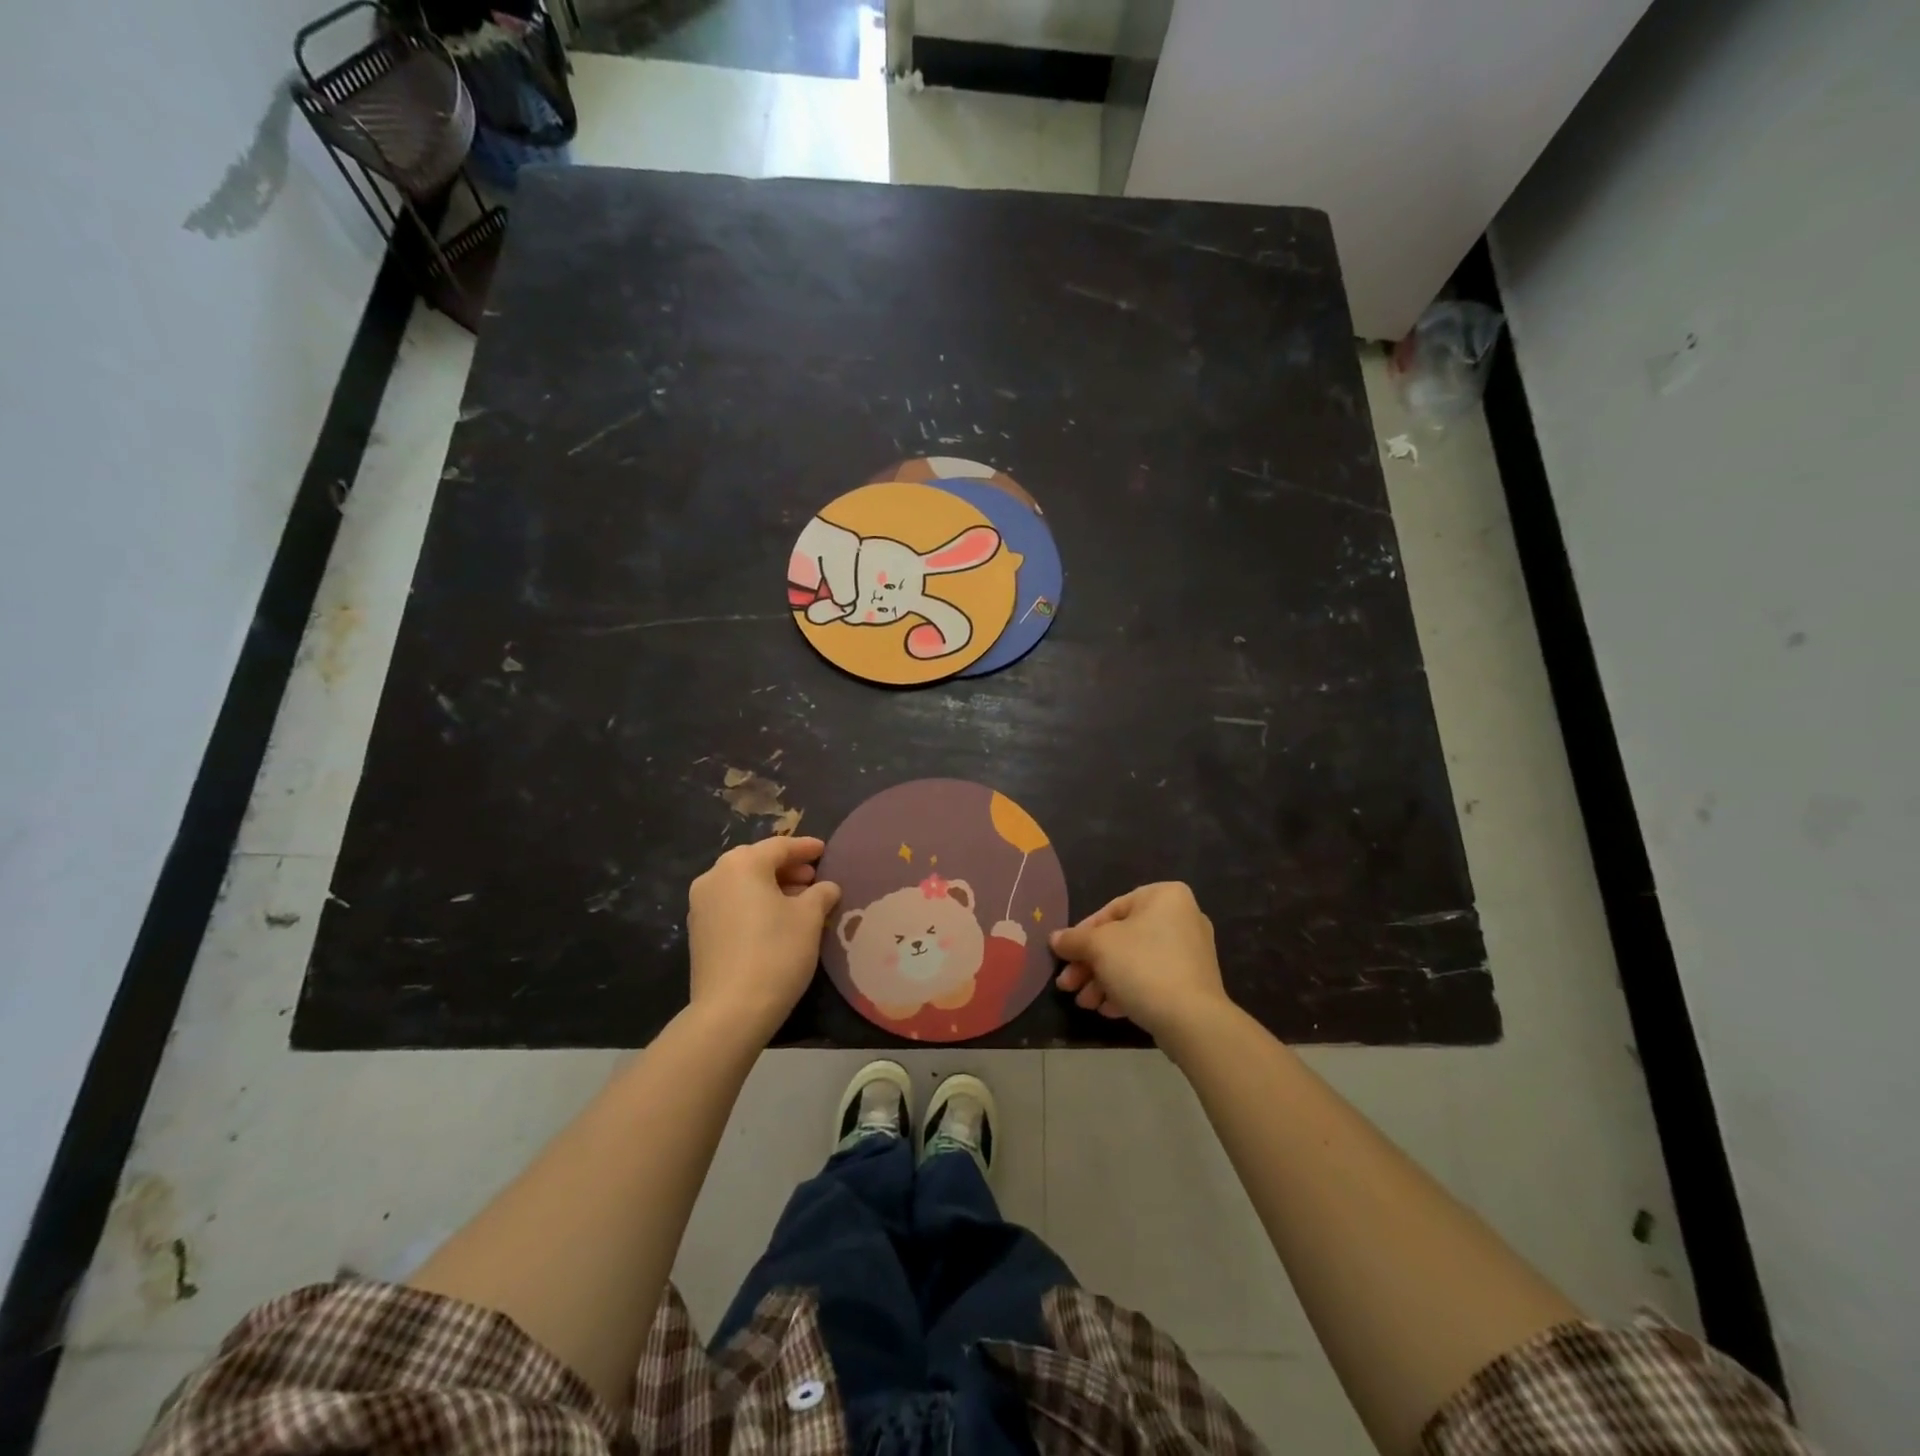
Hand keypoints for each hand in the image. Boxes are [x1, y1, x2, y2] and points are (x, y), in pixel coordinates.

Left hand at [687, 837, 840, 1043]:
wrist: (731, 1010)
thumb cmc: (776, 952)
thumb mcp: (809, 918)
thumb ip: (821, 893)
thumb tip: (826, 887)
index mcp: (742, 864)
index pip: (779, 846)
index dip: (805, 848)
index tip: (824, 851)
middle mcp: (715, 876)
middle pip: (757, 862)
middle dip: (787, 868)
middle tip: (813, 878)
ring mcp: (700, 905)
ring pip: (742, 884)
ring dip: (770, 887)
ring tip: (798, 901)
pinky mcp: (698, 932)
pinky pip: (731, 904)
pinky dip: (753, 904)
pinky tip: (774, 920)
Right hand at [1048, 881, 1230, 1040]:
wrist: (1192, 1020)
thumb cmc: (1142, 966)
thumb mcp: (1098, 947)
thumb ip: (1074, 939)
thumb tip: (1055, 939)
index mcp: (1164, 896)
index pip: (1111, 910)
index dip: (1082, 934)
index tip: (1064, 956)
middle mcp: (1182, 917)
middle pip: (1122, 939)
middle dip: (1090, 964)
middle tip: (1068, 985)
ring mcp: (1191, 952)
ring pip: (1134, 962)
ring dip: (1104, 981)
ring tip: (1085, 1003)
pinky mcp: (1193, 982)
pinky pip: (1152, 979)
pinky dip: (1128, 990)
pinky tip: (1107, 1010)